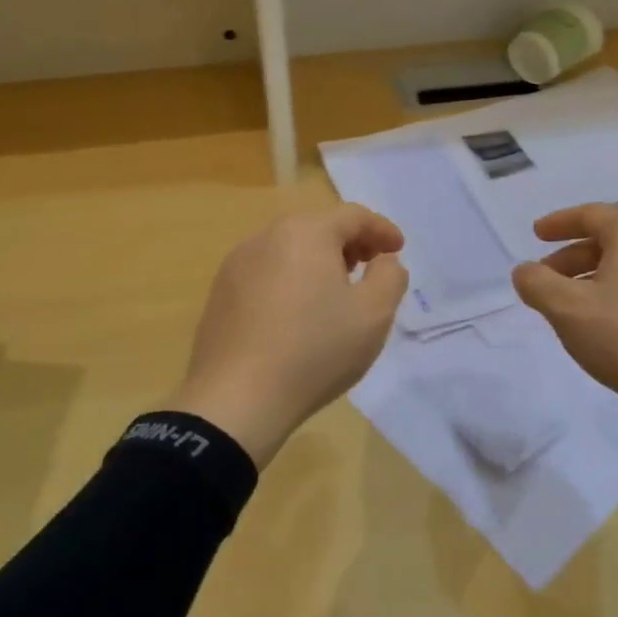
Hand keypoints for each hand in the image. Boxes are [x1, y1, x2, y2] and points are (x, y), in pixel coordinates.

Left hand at [165, 206, 407, 466]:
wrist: (236, 400)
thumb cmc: (314, 350)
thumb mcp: (373, 314)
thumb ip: (390, 277)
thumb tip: (382, 261)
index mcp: (305, 232)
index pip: (353, 216)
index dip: (381, 230)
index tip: (398, 250)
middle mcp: (265, 237)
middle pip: (317, 228)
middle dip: (349, 244)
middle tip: (369, 269)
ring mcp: (236, 266)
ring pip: (289, 251)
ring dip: (318, 263)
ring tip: (334, 294)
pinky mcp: (220, 295)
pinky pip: (266, 275)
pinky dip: (290, 282)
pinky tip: (297, 316)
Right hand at [512, 204, 617, 445]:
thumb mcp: (568, 310)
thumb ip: (537, 284)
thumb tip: (525, 270)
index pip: (592, 215)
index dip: (559, 223)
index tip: (535, 234)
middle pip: (612, 241)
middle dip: (573, 257)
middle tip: (547, 280)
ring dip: (597, 279)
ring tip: (575, 308)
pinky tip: (612, 327)